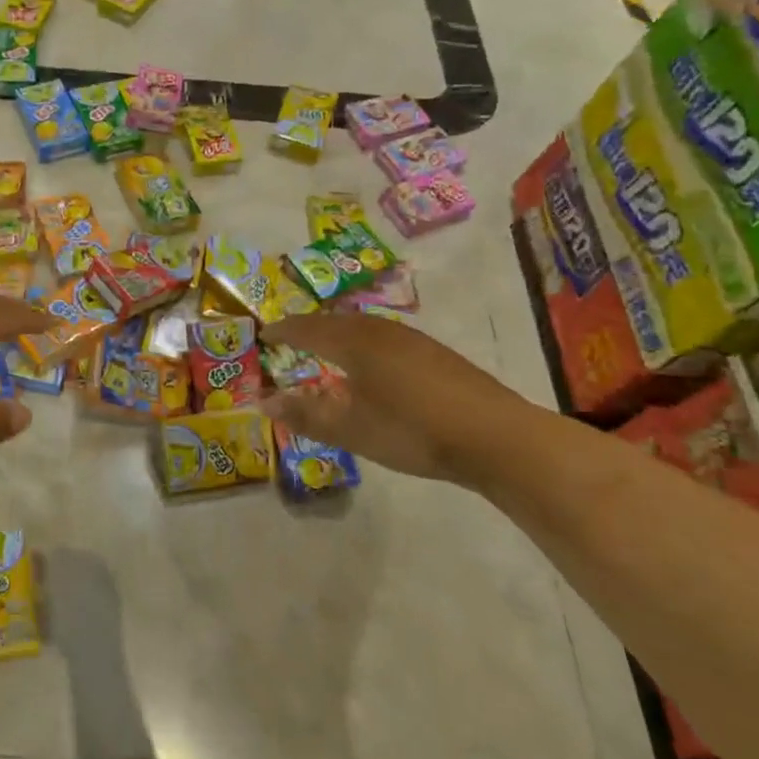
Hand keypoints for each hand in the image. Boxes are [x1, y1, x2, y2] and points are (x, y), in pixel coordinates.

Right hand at [258, 314, 534, 483]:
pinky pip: (384, 338)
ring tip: (327, 348)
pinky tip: (372, 365)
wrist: (495, 437)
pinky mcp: (436, 354)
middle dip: (310, 328)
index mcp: (355, 343)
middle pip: (336, 322)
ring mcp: (413, 341)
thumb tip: (263, 401)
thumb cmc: (412, 430)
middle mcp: (381, 332)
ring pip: (364, 327)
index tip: (265, 334)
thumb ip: (305, 414)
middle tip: (292, 338)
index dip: (284, 331)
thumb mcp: (350, 428)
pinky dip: (364, 344)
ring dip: (339, 334)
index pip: (308, 329)